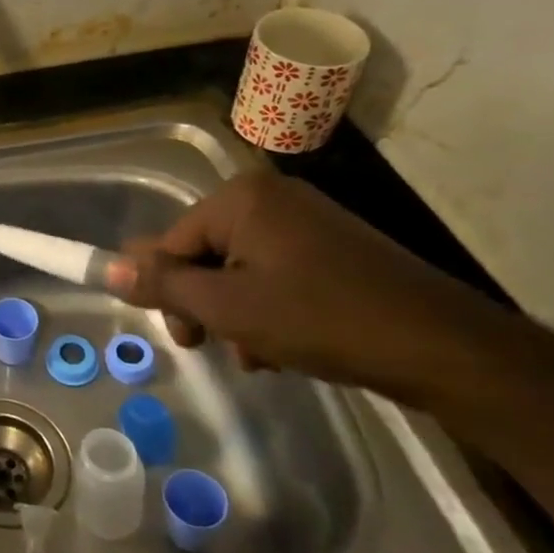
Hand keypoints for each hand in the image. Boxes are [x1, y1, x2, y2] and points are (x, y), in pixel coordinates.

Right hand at [105, 172, 515, 407]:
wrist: (445, 348)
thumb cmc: (321, 319)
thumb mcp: (228, 308)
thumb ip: (163, 284)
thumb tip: (108, 267)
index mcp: (241, 198)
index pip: (172, 241)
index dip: (166, 289)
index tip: (182, 336)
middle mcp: (271, 197)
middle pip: (204, 253)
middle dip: (204, 304)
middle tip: (213, 345)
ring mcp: (308, 220)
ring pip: (239, 269)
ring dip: (236, 313)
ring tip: (258, 355)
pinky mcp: (336, 247)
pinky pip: (275, 272)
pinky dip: (268, 307)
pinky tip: (283, 347)